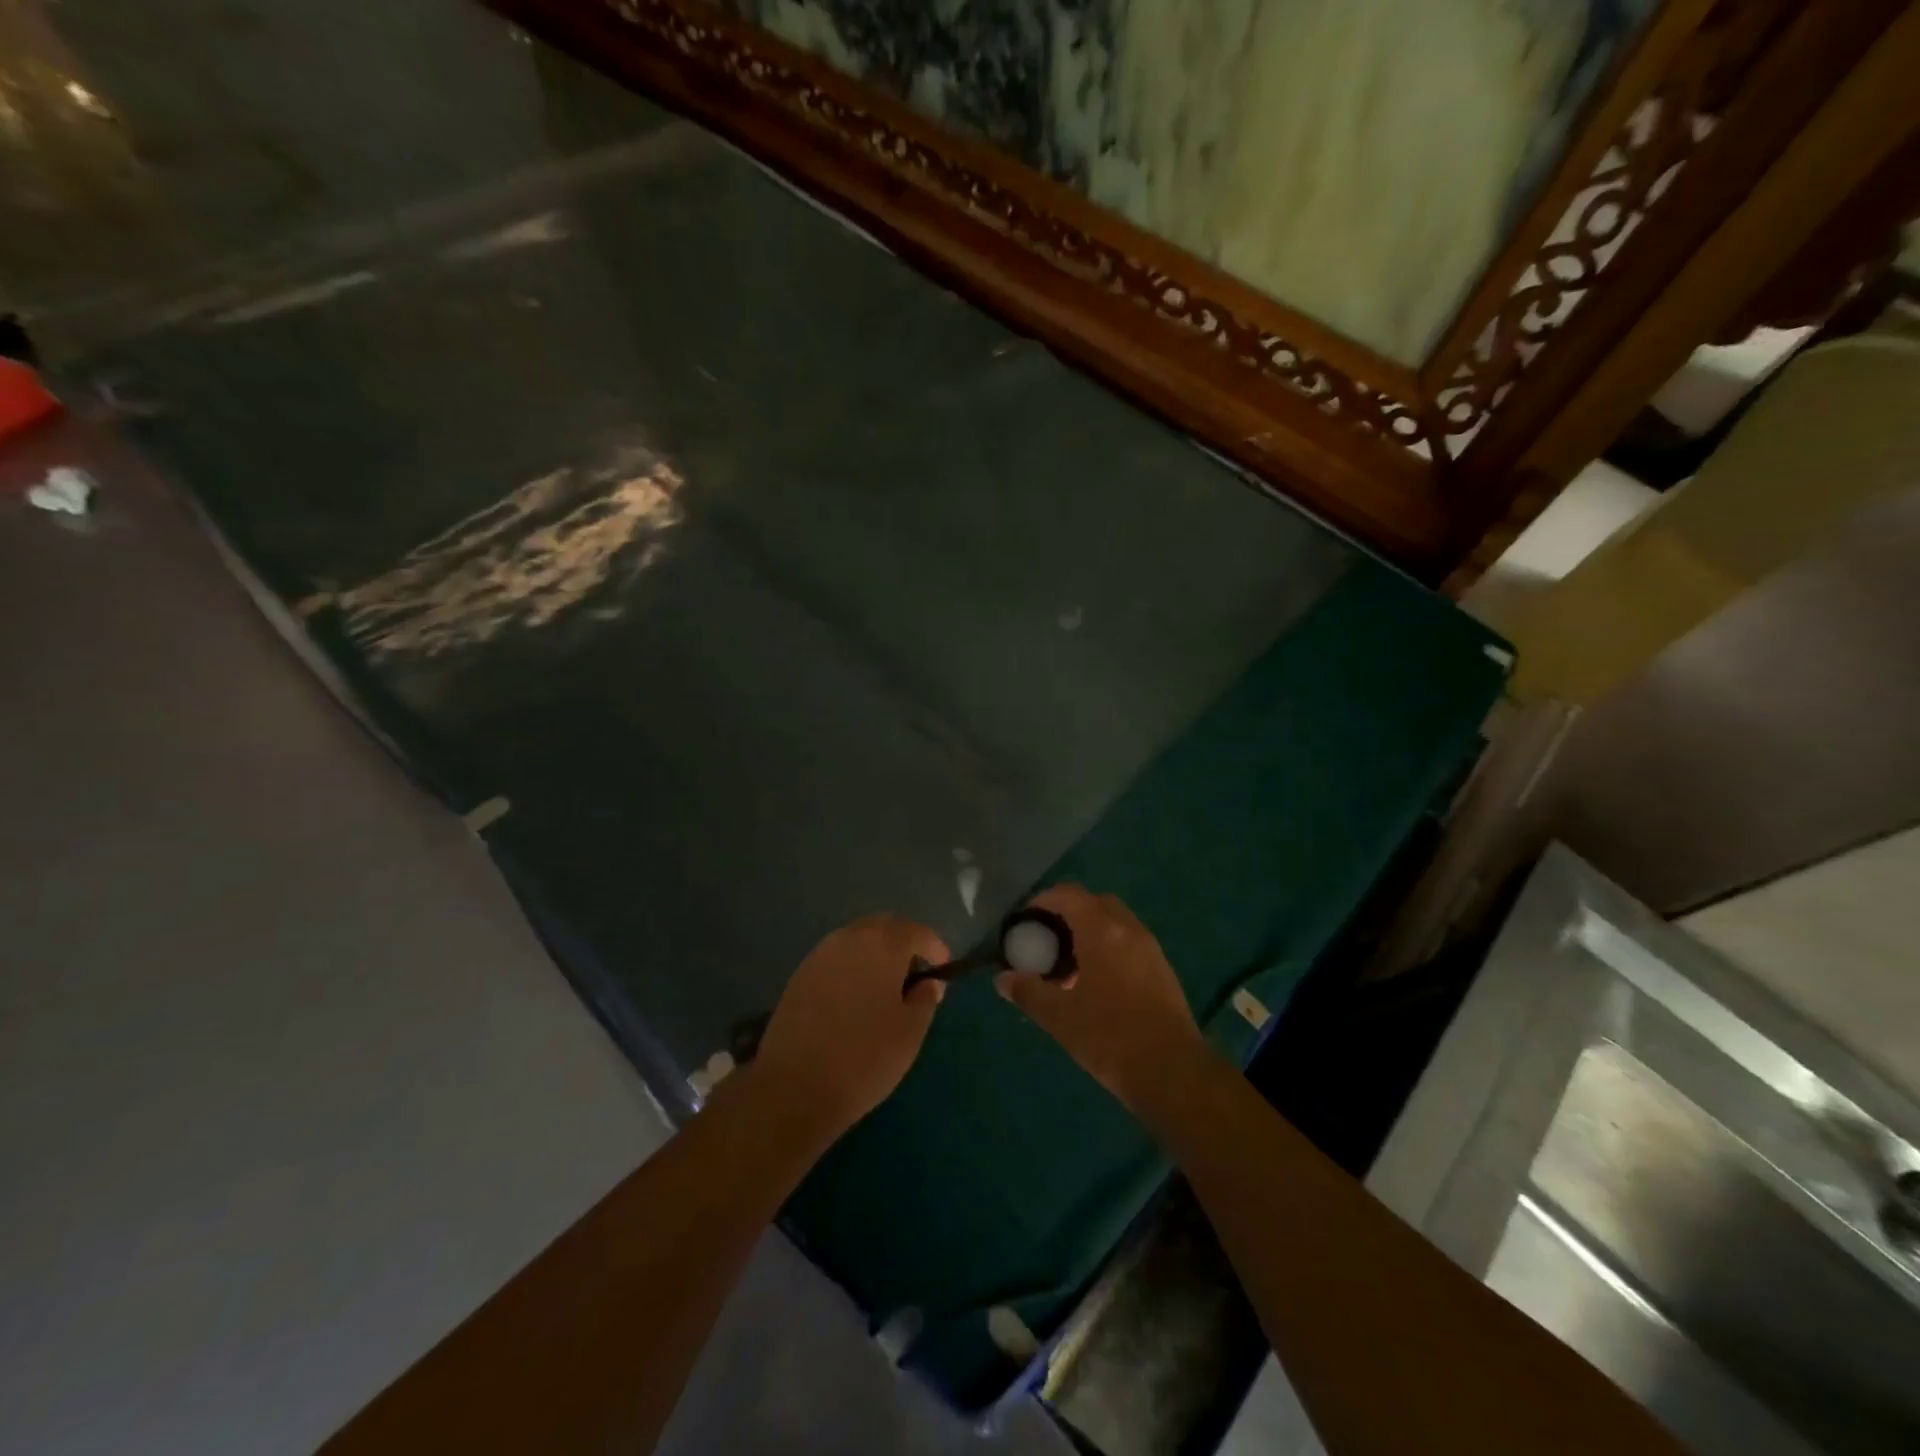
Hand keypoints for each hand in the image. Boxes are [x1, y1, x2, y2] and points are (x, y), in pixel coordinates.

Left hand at [752, 914, 948, 1143]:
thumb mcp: (910, 1032)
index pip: (917, 931)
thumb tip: (928, 983)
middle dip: (904, 943)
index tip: (943, 969)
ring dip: (876, 953)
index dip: (935, 947)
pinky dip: (852, 967)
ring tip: (885, 988)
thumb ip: (925, 999)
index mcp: (882, 945)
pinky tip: (855, 998)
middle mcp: (849, 938)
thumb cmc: (864, 1058)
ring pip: (857, 940)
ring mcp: (820, 954)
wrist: (793, 1087)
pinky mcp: (799, 975)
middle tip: (915, 974)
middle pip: (884, 926)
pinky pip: (836, 958)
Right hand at [995, 886, 1208, 1112]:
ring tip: (1069, 965)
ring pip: (1115, 923)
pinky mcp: (1163, 970)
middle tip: (1047, 940)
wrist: (1173, 1072)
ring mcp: (1150, 948)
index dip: (1043, 901)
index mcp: (1102, 930)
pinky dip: (1109, 948)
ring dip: (1090, 931)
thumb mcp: (1060, 1017)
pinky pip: (1129, 943)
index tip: (1025, 921)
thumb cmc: (1110, 1037)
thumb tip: (1003, 978)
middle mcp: (1128, 929)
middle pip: (1094, 903)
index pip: (1068, 895)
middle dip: (1068, 913)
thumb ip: (1028, 991)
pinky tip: (1096, 984)